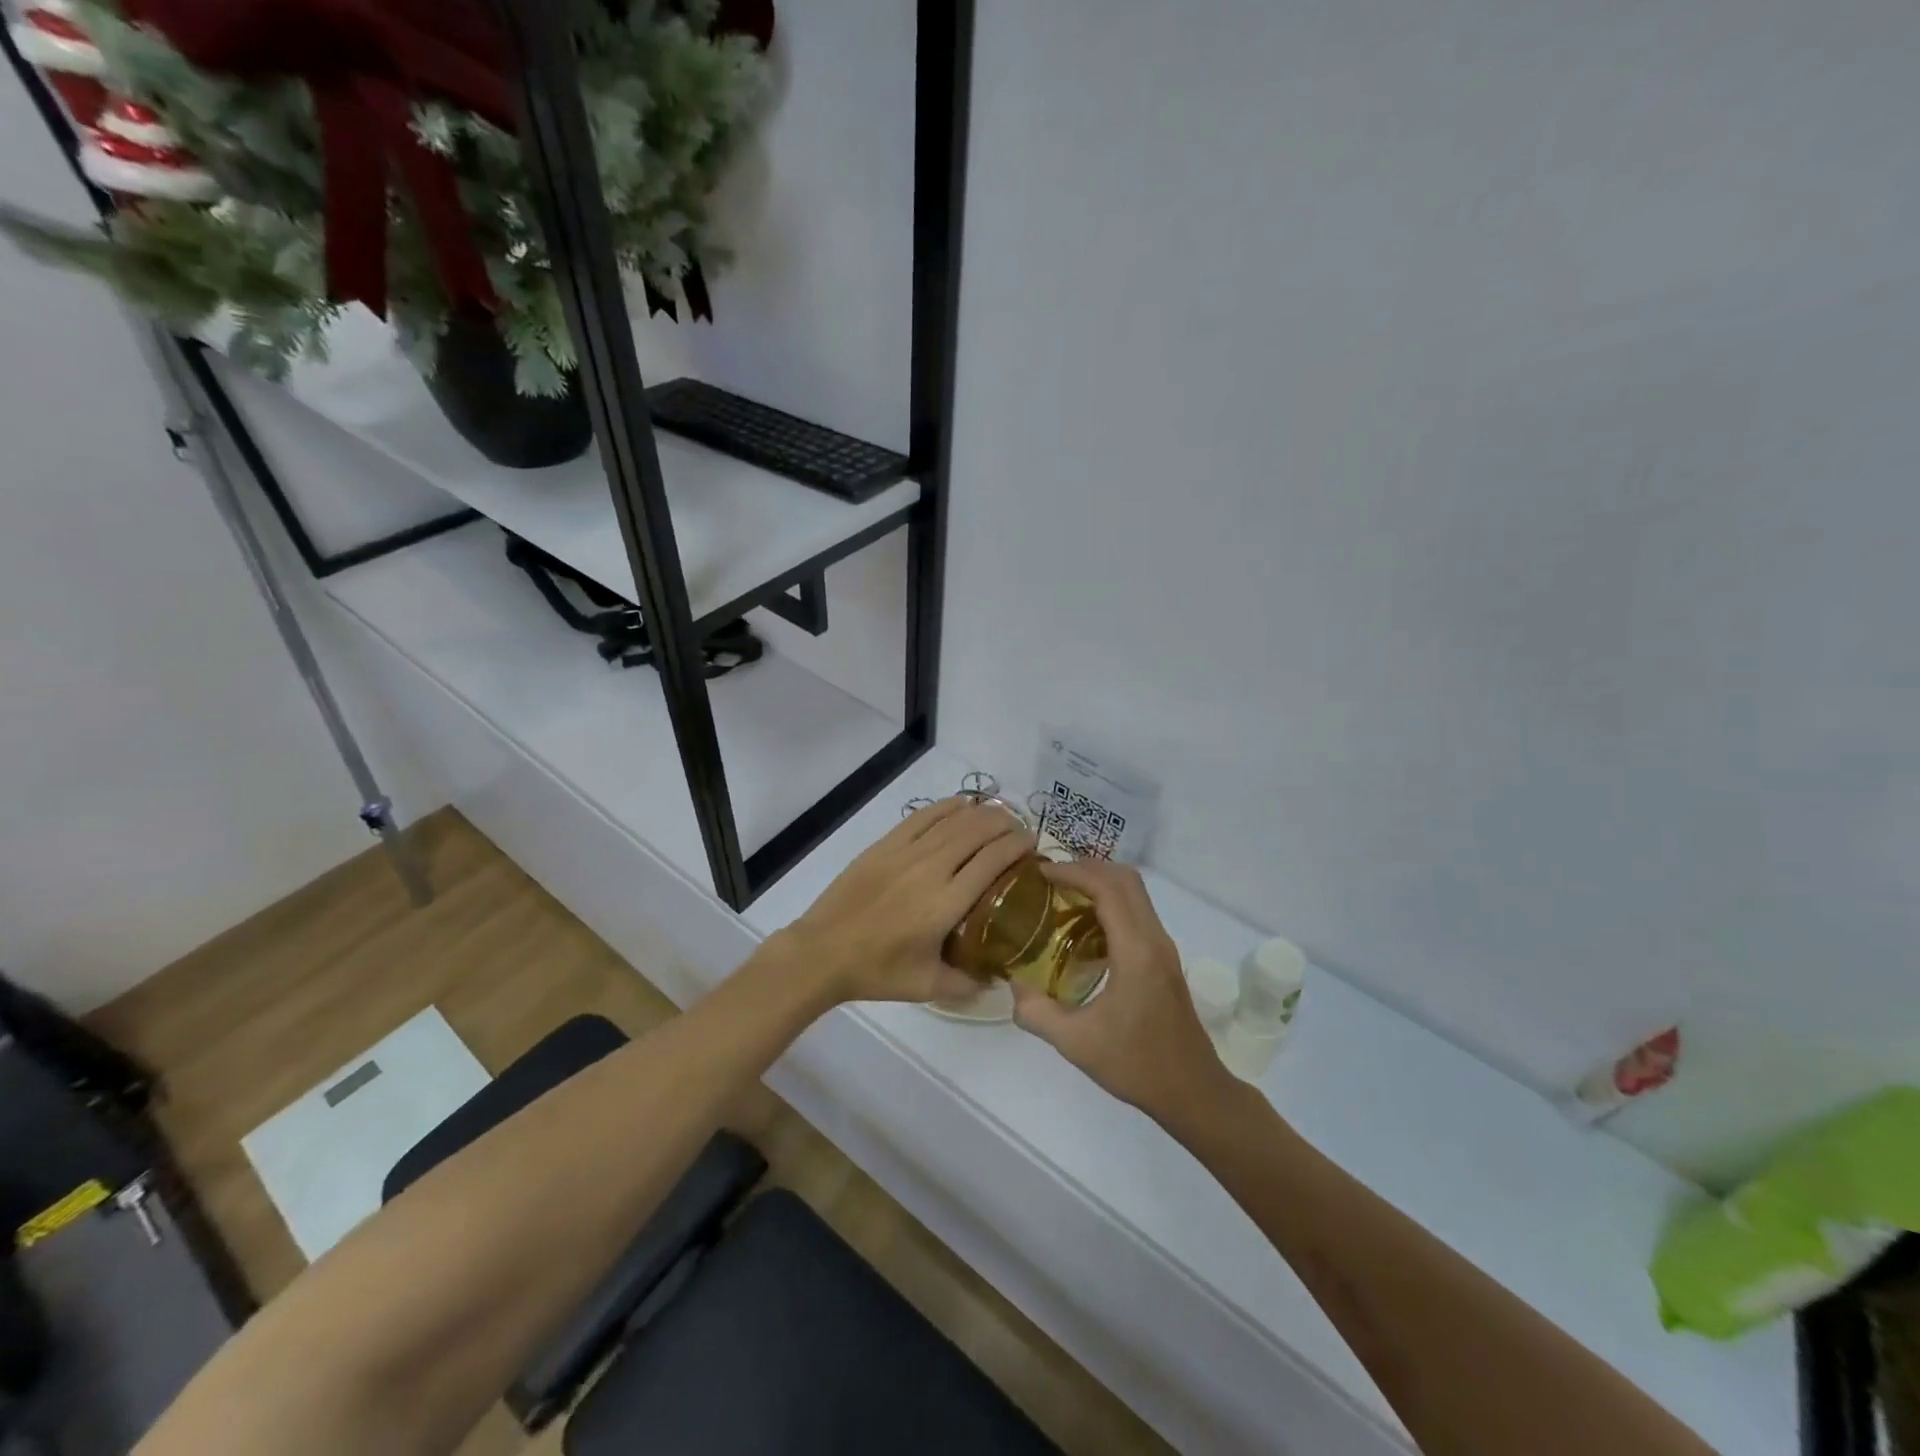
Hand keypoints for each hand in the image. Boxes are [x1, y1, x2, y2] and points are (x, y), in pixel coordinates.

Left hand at [772, 797, 1034, 1005]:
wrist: (823, 951)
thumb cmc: (877, 971)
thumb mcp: (928, 987)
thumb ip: (968, 984)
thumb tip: (997, 979)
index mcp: (947, 903)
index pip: (993, 860)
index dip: (1017, 846)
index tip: (1032, 846)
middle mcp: (931, 869)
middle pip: (978, 831)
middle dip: (1006, 825)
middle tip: (1019, 832)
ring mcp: (906, 852)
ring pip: (953, 819)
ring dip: (981, 813)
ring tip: (997, 817)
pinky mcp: (885, 844)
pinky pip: (923, 816)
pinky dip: (947, 807)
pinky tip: (961, 805)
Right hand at [1010, 860, 1234, 1128]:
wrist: (1193, 1091)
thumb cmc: (1136, 1065)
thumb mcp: (1076, 1043)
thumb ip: (1036, 1012)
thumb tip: (1012, 985)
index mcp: (1135, 951)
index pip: (1107, 888)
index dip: (1073, 872)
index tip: (1040, 873)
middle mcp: (1154, 939)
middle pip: (1126, 879)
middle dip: (1087, 868)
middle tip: (1051, 879)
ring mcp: (1163, 947)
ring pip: (1135, 893)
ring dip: (1101, 883)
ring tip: (1062, 896)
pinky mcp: (1165, 959)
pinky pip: (1137, 912)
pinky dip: (1111, 903)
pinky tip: (1084, 927)